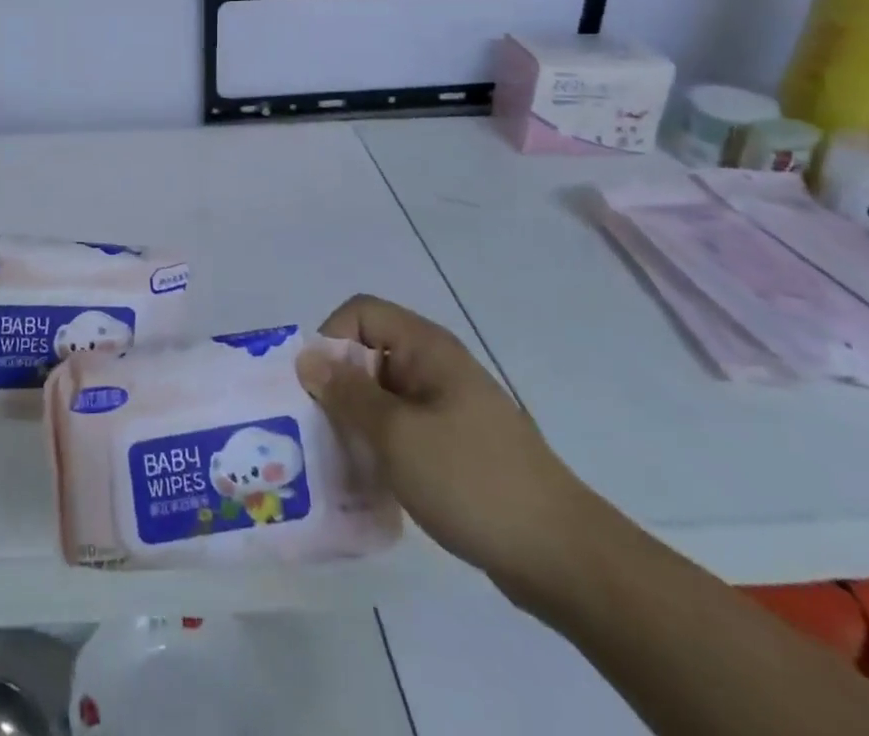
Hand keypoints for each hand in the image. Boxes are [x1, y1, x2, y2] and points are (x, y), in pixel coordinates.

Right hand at [296, 294, 612, 605]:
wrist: (562, 557)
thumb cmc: (472, 480)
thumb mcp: (396, 435)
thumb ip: (347, 394)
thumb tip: (306, 357)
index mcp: (427, 348)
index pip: (361, 313)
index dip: (331, 339)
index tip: (316, 388)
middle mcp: (437, 366)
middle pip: (369, 353)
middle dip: (338, 386)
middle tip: (317, 431)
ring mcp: (450, 407)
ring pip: (384, 395)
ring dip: (357, 421)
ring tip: (338, 461)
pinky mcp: (457, 446)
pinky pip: (404, 429)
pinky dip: (382, 447)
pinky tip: (371, 483)